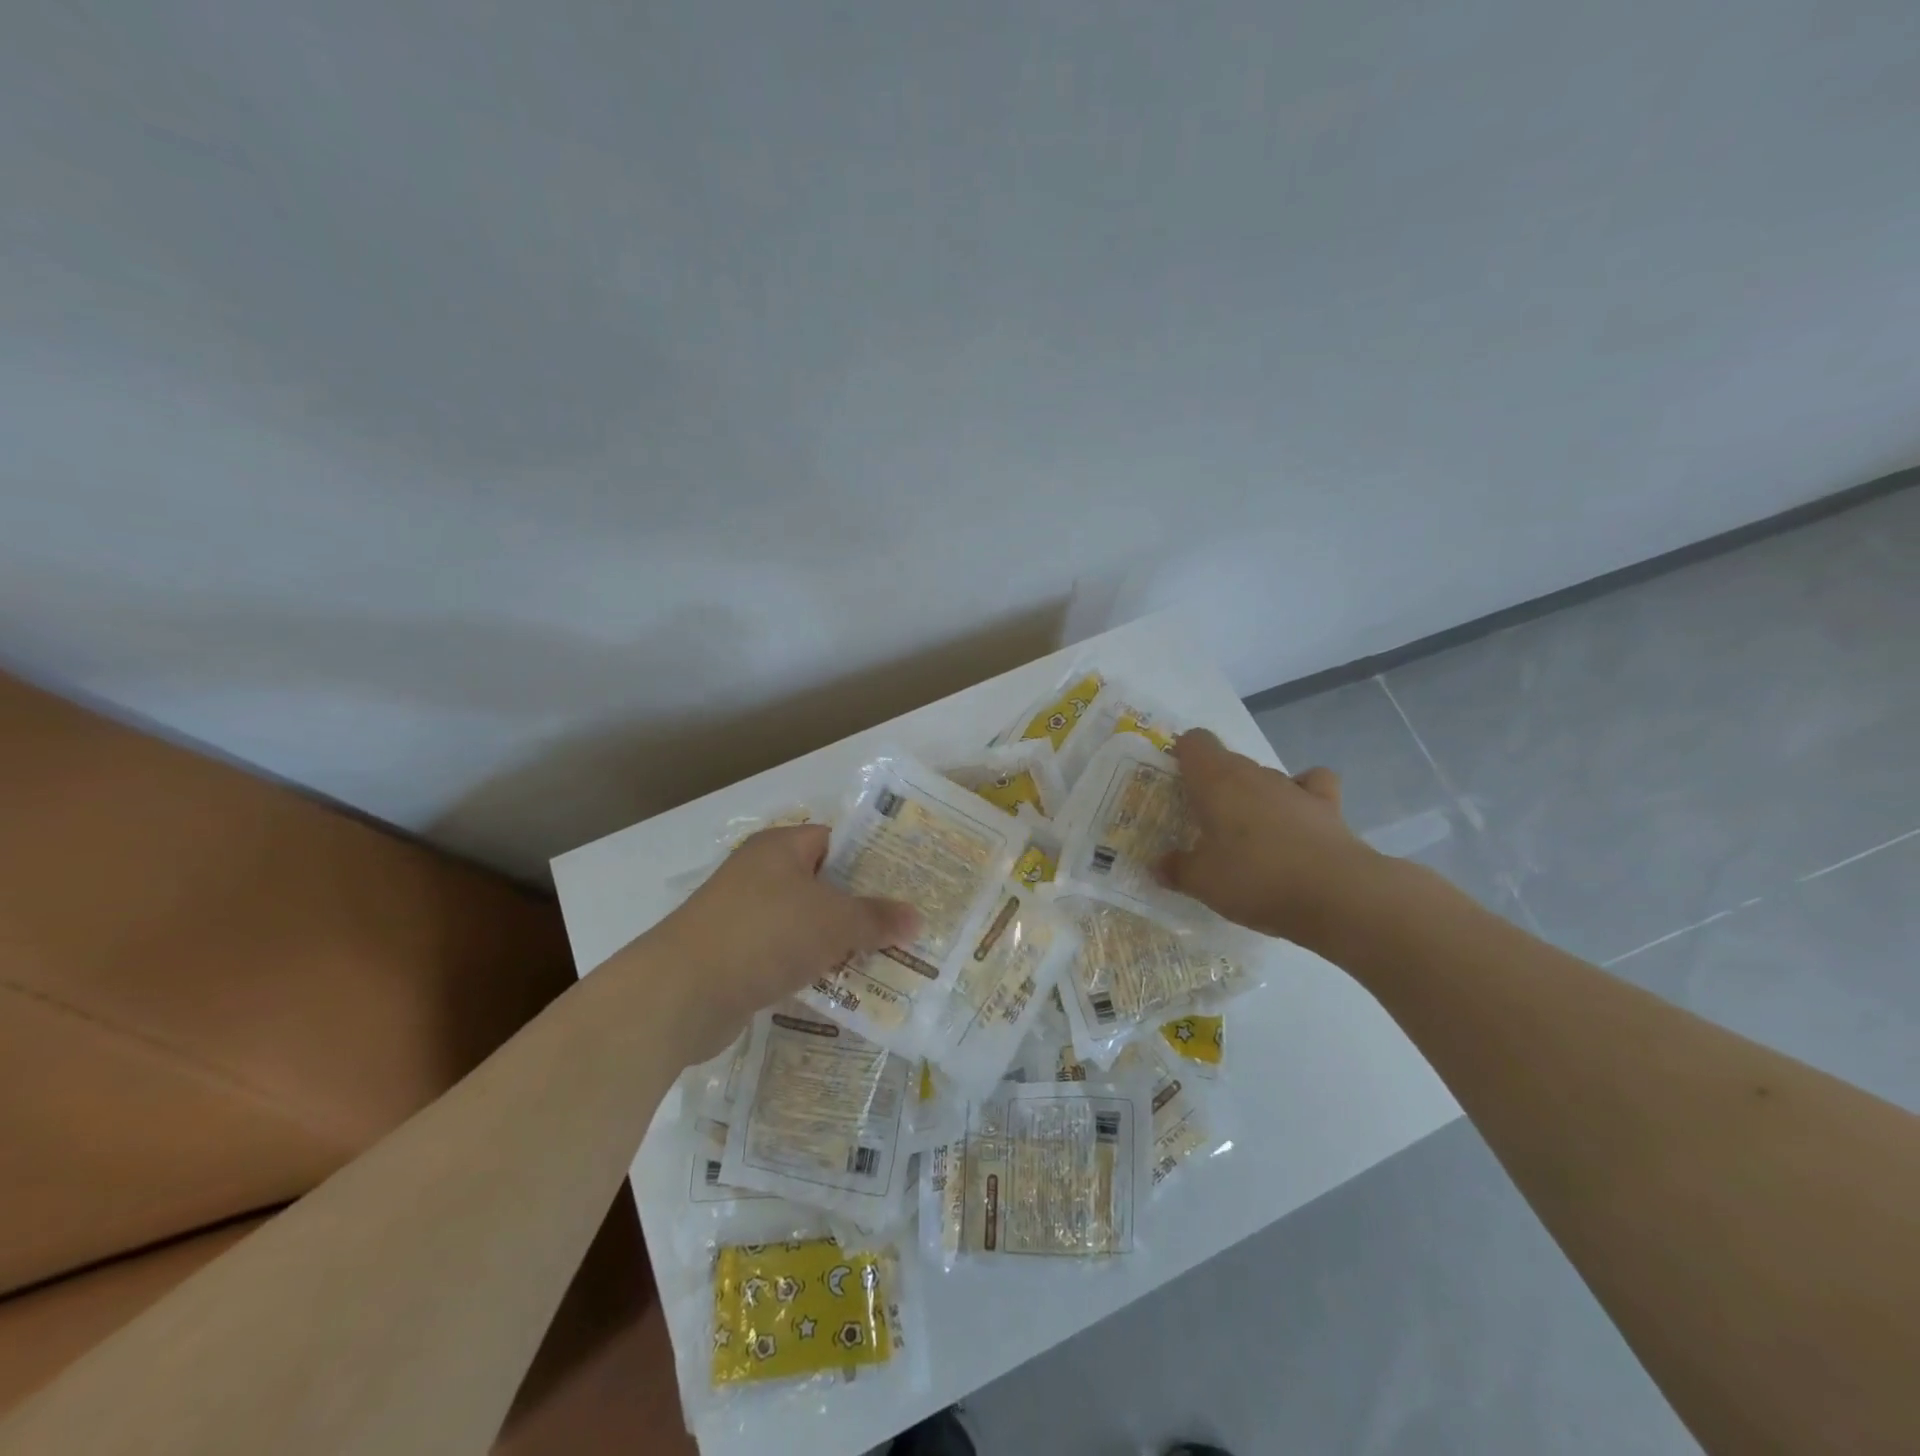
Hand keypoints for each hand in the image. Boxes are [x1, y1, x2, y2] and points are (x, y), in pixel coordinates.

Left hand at [635, 825, 918, 1060]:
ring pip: (806, 924)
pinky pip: (786, 956)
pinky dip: (812, 968)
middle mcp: (760, 875)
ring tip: (887, 959)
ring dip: (839, 942)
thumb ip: (877, 918)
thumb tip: (917, 919)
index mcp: (780, 849)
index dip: (872, 858)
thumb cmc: (764, 935)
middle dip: (861, 907)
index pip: (835, 840)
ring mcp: (744, 918)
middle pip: (823, 885)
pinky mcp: (736, 958)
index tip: (907, 880)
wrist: (681, 994)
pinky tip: (845, 988)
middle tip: (905, 924)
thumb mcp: (833, 921)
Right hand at [1156, 729, 1382, 951]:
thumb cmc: (1255, 879)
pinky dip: (1301, 793)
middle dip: (1212, 785)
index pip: (1193, 742)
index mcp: (1215, 780)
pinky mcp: (1327, 805)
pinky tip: (1294, 817)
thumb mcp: (1202, 883)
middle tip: (1201, 822)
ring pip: (1262, 777)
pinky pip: (1310, 784)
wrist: (1337, 895)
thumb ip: (1176, 869)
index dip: (1181, 756)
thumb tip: (1159, 865)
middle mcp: (1253, 773)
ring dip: (1251, 796)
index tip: (1174, 785)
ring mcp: (1292, 787)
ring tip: (1246, 835)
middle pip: (1225, 762)